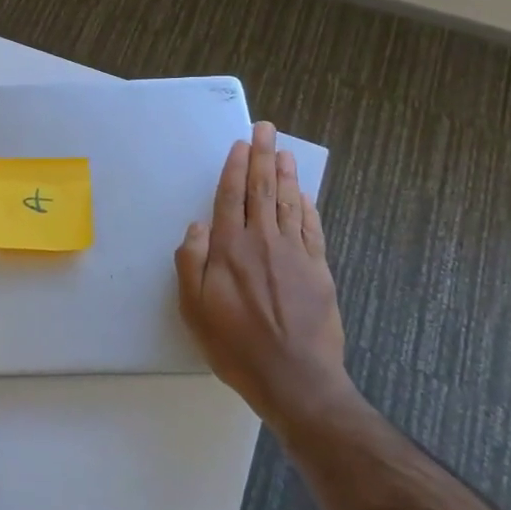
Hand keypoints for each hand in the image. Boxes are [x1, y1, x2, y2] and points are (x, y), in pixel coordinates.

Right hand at [176, 121, 352, 431]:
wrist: (296, 380)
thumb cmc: (235, 346)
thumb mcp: (194, 309)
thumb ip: (190, 263)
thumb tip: (196, 226)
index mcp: (230, 249)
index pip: (231, 197)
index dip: (235, 168)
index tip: (239, 145)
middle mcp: (263, 242)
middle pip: (262, 191)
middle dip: (262, 157)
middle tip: (265, 129)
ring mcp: (295, 255)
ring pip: (289, 204)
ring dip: (286, 175)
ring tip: (284, 152)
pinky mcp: (319, 271)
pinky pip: (313, 230)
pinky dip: (308, 209)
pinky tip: (306, 196)